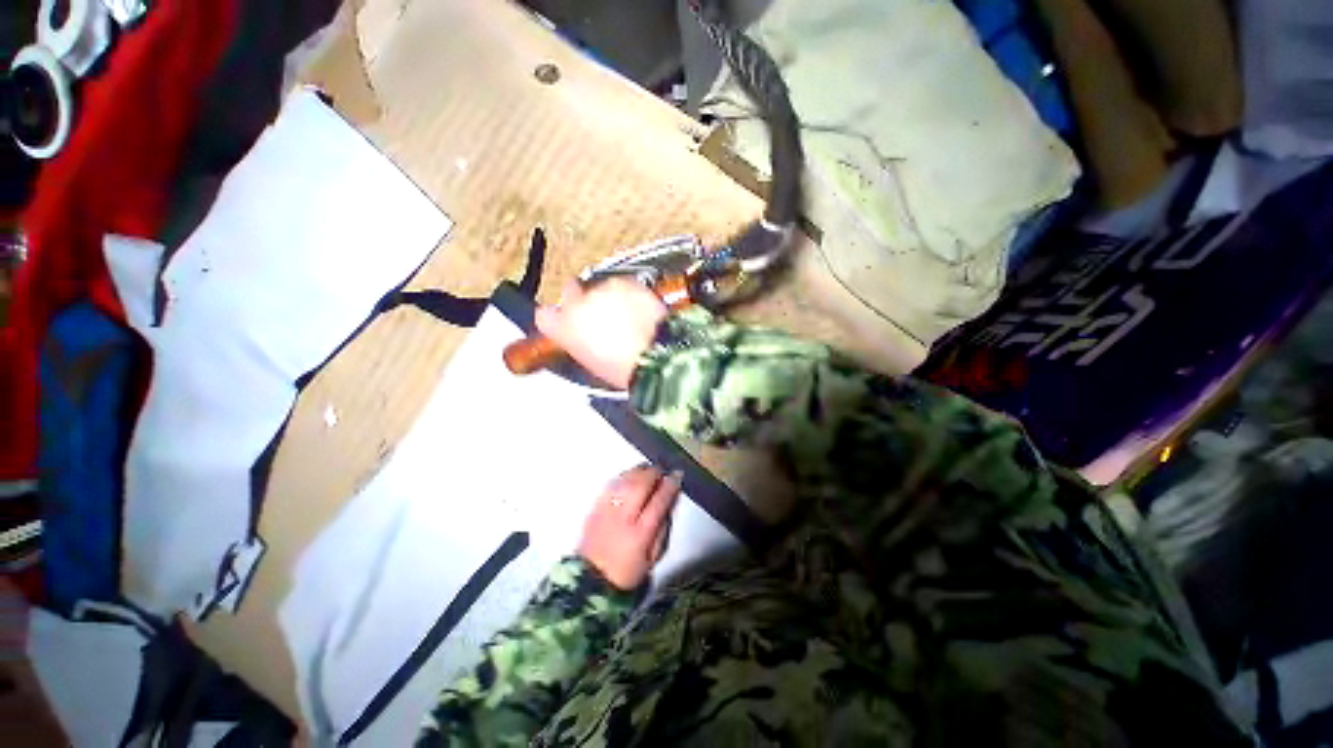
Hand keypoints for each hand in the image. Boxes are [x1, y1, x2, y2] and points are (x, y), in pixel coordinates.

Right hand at [536, 278, 667, 389]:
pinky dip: (629, 293)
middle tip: (601, 316)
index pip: (545, 315)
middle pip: (571, 291)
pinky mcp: (626, 282)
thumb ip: (579, 342)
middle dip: (582, 299)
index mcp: (563, 328)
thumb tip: (582, 337)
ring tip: (627, 317)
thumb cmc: (622, 369)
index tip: (567, 322)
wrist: (654, 355)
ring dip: (609, 297)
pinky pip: (623, 284)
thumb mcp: (590, 362)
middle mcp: (577, 303)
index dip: (558, 318)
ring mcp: (602, 289)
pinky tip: (639, 309)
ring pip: (600, 287)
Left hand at [578, 465, 680, 590]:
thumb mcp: (652, 557)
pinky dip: (623, 476)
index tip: (677, 476)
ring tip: (648, 469)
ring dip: (639, 471)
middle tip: (662, 471)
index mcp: (641, 534)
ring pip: (625, 481)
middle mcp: (623, 518)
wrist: (591, 581)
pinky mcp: (595, 508)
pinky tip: (629, 476)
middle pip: (641, 485)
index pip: (660, 501)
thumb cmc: (627, 572)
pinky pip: (611, 485)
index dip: (670, 485)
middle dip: (654, 473)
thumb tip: (668, 505)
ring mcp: (607, 511)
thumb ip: (663, 529)